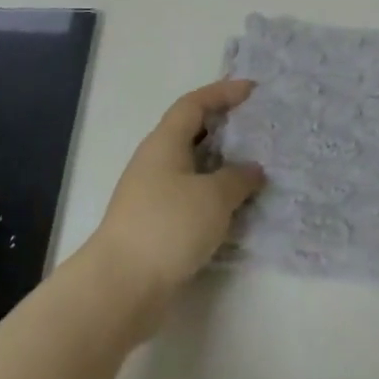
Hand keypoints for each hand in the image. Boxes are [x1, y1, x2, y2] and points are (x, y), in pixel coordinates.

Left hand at [87, 80, 264, 332]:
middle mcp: (155, 162)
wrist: (120, 287)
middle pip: (191, 133)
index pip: (194, 104)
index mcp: (164, 143)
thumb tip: (252, 170)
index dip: (222, 92)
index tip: (252, 91)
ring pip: (193, 168)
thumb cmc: (167, 227)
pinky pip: (190, 197)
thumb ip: (238, 177)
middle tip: (258, 129)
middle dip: (224, 128)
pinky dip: (214, 195)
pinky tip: (236, 208)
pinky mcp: (155, 225)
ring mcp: (152, 195)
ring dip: (222, 165)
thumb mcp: (213, 196)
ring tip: (255, 169)